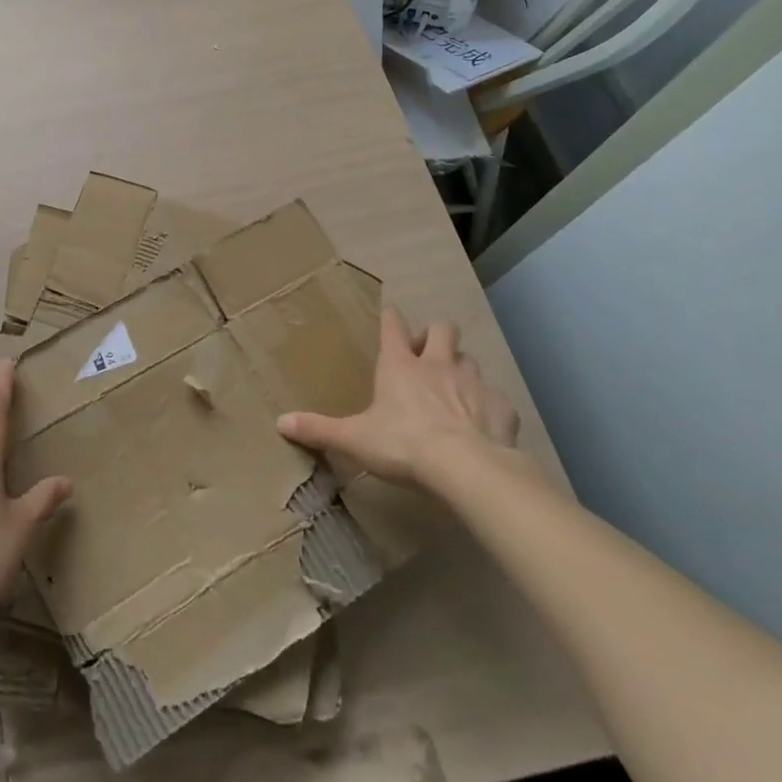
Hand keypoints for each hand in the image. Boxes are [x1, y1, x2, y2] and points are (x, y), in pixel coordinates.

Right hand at [276, 308, 518, 484]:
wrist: (466, 468)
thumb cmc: (402, 444)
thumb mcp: (354, 438)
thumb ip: (319, 429)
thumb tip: (280, 422)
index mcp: (399, 366)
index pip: (393, 327)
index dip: (391, 318)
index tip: (390, 313)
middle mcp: (438, 365)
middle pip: (443, 329)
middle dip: (435, 334)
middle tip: (427, 352)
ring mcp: (474, 384)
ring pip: (471, 360)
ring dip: (462, 368)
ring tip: (454, 387)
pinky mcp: (501, 408)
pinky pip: (497, 399)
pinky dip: (490, 407)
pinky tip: (484, 423)